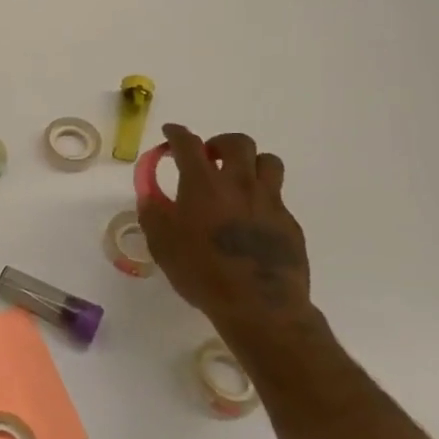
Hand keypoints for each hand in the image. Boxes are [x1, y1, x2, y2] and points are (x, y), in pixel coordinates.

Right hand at [137, 125, 314, 329]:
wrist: (259, 305)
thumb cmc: (201, 272)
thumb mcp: (162, 244)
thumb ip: (153, 213)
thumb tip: (150, 196)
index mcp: (203, 184)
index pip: (188, 144)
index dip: (177, 134)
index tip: (170, 133)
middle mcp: (238, 183)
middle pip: (237, 143)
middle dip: (219, 143)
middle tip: (208, 158)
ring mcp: (269, 201)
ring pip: (268, 161)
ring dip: (250, 163)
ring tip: (237, 179)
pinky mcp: (289, 222)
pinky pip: (277, 196)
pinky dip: (261, 197)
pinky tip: (250, 218)